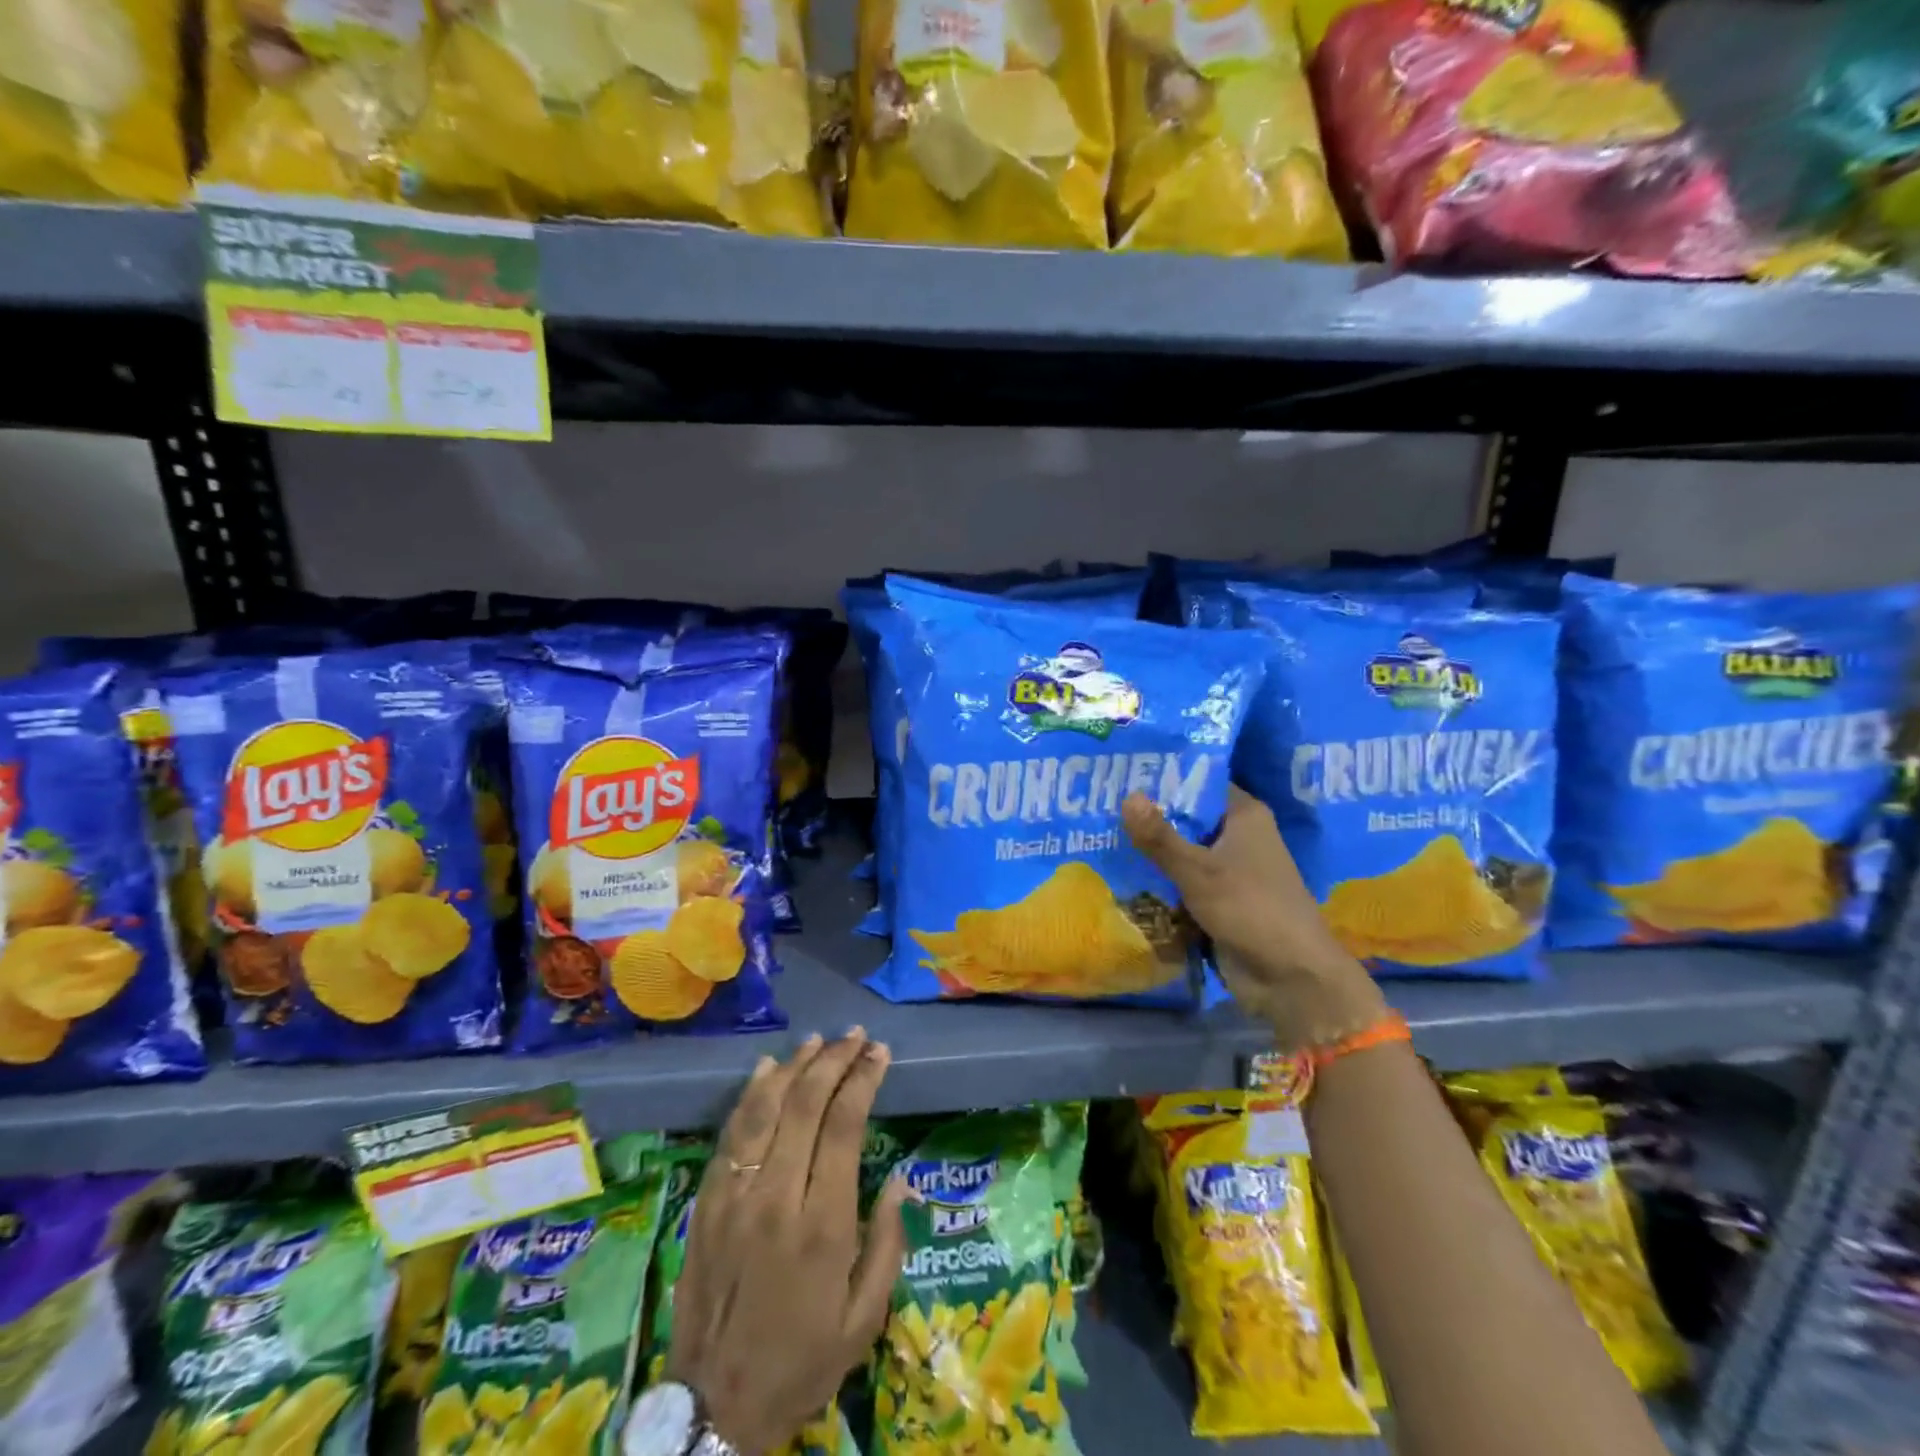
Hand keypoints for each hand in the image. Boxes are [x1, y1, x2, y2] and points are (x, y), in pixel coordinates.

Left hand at [668, 1032, 909, 1453]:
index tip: (879, 1053)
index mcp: (822, 1224)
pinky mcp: (706, 1201)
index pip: (844, 1125)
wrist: (712, 1408)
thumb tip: (901, 1179)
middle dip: (834, 1061)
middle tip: (855, 1037)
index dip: (863, 1080)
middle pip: (805, 1104)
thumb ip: (887, 1244)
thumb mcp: (863, 1320)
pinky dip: (751, 1094)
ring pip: (764, 1108)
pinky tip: (767, 1069)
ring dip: (794, 1066)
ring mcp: (735, 1195)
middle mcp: (777, 1197)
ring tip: (818, 1041)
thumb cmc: (801, 1362)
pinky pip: (731, 1133)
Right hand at [1123, 787, 1386, 1049]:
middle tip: (1098, 805)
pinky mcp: (1219, 900)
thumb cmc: (1250, 909)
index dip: (1163, 776)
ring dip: (1149, 852)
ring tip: (1098, 835)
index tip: (1122, 771)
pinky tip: (1119, 873)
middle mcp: (1238, 836)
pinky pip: (1182, 881)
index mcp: (1244, 815)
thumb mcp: (1198, 870)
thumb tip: (1127, 796)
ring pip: (1181, 852)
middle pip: (1186, 818)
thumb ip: (1160, 837)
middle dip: (1148, 817)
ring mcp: (1229, 870)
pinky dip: (1158, 880)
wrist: (1290, 978)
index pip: (1199, 782)